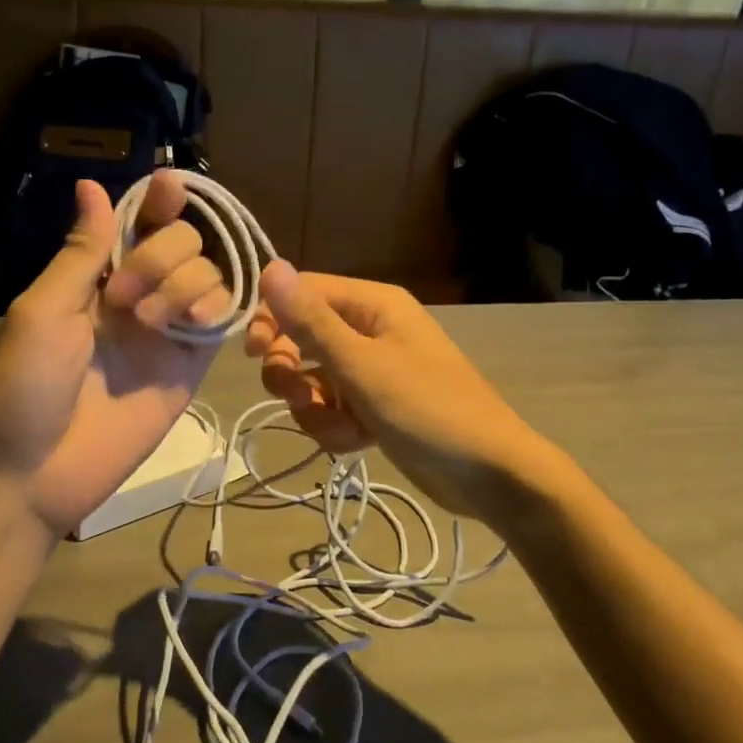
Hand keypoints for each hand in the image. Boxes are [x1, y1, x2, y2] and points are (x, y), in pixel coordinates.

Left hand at [0, 172, 230, 534]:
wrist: (33, 472)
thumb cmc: (23, 386)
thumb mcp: (42, 310)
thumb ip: (82, 252)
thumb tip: (90, 185)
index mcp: (95, 279)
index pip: (138, 225)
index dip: (157, 202)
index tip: (170, 187)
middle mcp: (137, 297)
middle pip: (182, 243)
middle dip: (162, 254)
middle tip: (123, 297)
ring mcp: (166, 332)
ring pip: (209, 276)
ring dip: (186, 283)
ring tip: (152, 322)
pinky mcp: (189, 368)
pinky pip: (221, 322)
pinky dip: (219, 309)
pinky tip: (195, 324)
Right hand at [243, 262, 552, 522]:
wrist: (488, 475)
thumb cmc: (428, 409)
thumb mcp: (362, 365)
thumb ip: (312, 321)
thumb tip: (271, 267)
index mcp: (372, 305)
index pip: (303, 293)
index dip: (272, 318)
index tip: (253, 353)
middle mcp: (370, 330)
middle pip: (301, 338)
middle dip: (291, 372)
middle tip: (297, 396)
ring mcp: (372, 371)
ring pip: (312, 380)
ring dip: (315, 409)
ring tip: (343, 427)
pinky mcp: (373, 407)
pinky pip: (332, 409)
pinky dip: (335, 427)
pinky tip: (357, 442)